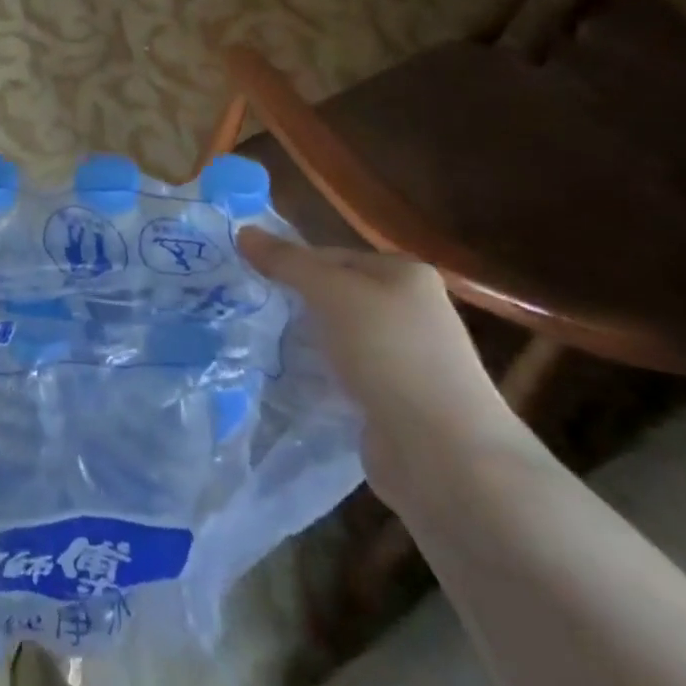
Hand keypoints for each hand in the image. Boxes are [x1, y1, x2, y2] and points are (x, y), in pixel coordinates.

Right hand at [237, 228, 536, 509]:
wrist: (443, 454)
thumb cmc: (389, 353)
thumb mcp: (331, 293)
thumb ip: (287, 262)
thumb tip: (242, 231)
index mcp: (405, 274)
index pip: (332, 255)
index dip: (291, 264)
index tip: (251, 281)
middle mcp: (411, 311)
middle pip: (336, 296)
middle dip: (297, 305)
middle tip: (252, 312)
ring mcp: (406, 359)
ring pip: (339, 337)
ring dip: (307, 343)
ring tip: (262, 346)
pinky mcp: (395, 402)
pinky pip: (345, 376)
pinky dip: (321, 377)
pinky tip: (292, 382)